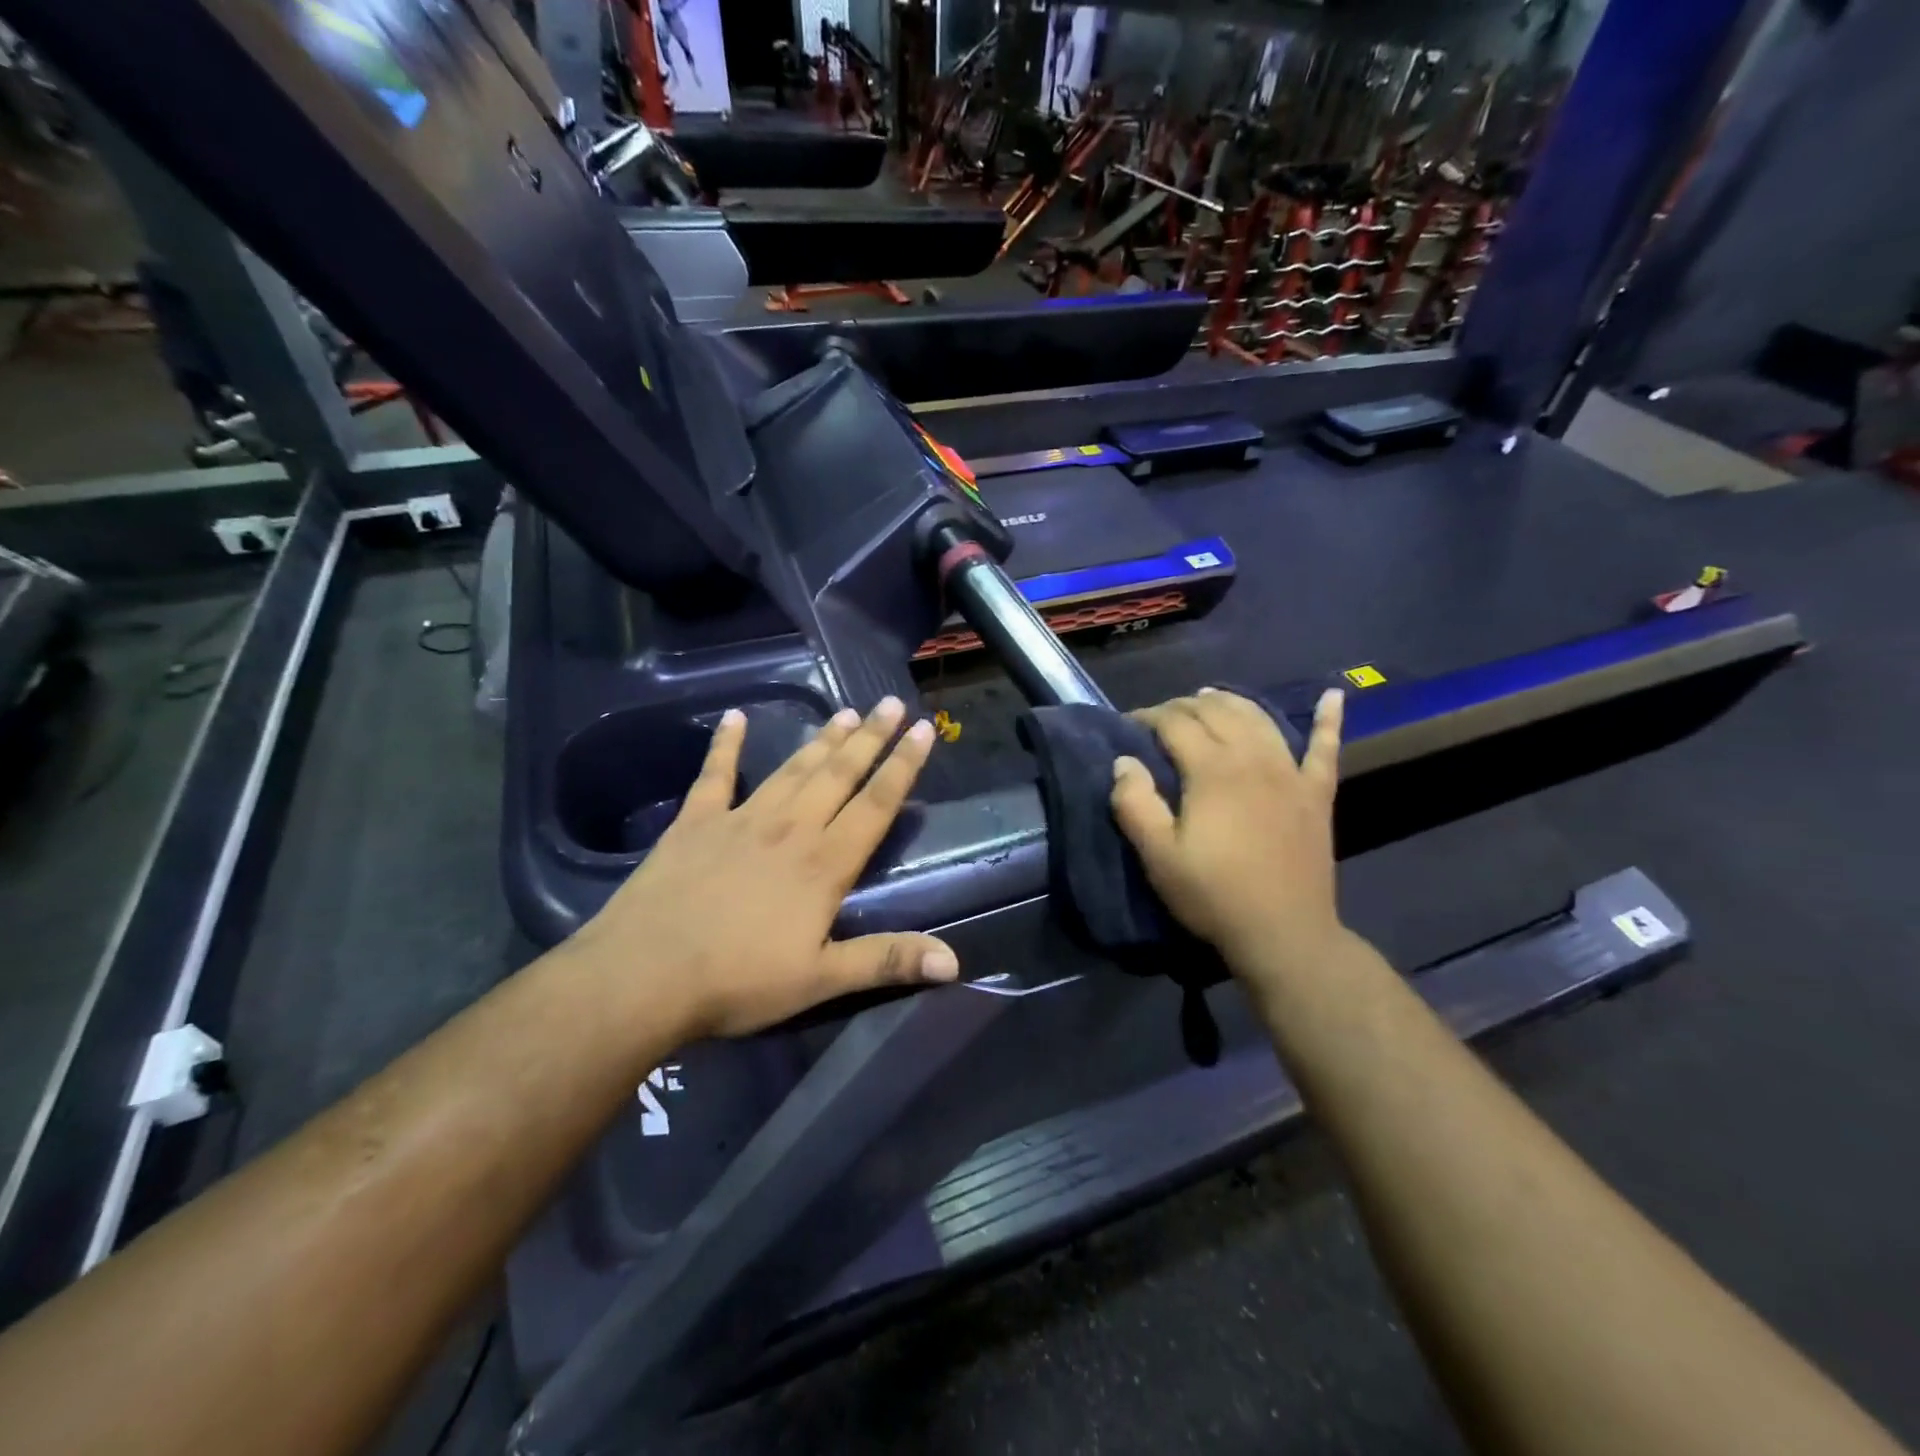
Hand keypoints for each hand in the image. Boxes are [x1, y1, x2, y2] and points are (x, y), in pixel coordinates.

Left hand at [567, 698, 957, 1039]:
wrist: (643, 975)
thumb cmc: (738, 981)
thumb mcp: (820, 979)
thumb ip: (886, 960)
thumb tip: (954, 962)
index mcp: (824, 864)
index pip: (875, 805)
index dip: (902, 767)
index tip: (923, 730)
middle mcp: (790, 828)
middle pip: (838, 774)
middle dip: (870, 738)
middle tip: (891, 703)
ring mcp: (740, 819)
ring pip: (792, 769)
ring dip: (821, 740)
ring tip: (846, 712)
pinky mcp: (695, 822)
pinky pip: (715, 774)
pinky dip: (725, 744)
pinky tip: (734, 717)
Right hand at [1109, 687, 1347, 981]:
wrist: (1284, 933)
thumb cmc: (1214, 895)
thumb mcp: (1159, 856)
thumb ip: (1135, 804)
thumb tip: (1123, 761)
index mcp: (1212, 770)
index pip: (1176, 723)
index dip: (1149, 716)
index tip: (1129, 724)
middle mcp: (1253, 759)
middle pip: (1217, 712)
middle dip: (1185, 705)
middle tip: (1162, 717)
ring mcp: (1291, 773)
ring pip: (1260, 719)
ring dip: (1232, 702)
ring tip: (1211, 697)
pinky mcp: (1317, 794)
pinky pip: (1326, 748)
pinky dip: (1329, 719)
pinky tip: (1334, 695)